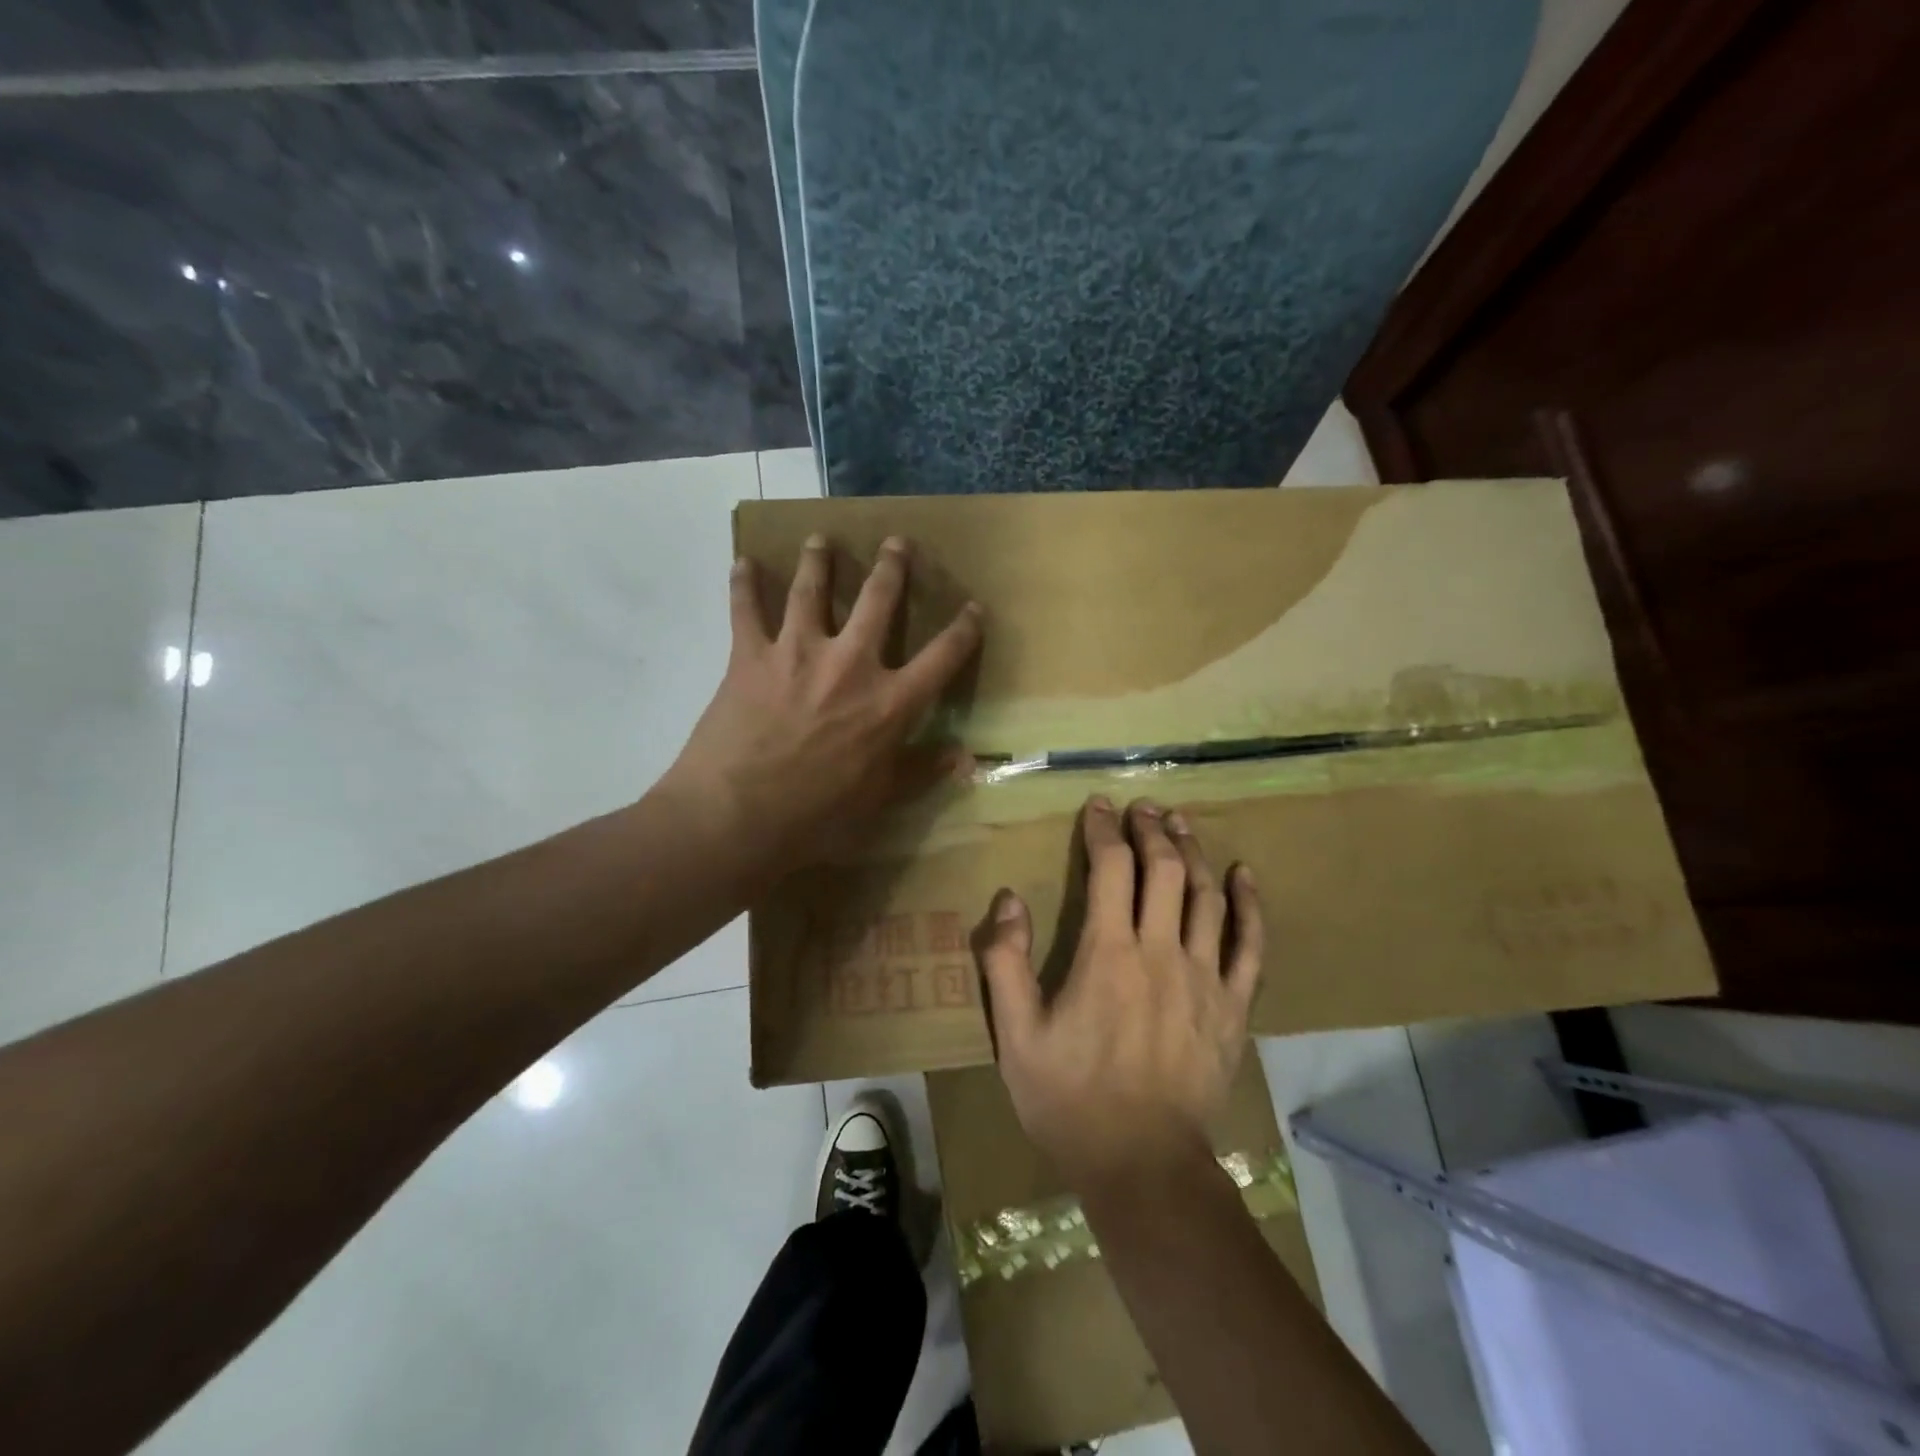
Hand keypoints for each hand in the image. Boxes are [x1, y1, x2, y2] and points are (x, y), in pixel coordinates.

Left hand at [665, 532, 982, 878]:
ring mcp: (798, 653)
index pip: (941, 657)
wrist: (737, 817)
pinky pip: (745, 609)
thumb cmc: (816, 817)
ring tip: (821, 539)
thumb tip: (966, 757)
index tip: (974, 608)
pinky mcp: (750, 656)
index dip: (963, 630)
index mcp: (889, 703)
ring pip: (812, 590)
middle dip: (892, 567)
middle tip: (897, 542)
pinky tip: (742, 561)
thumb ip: (921, 770)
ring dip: (819, 560)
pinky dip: (743, 583)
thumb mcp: (879, 799)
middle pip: (878, 600)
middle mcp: (850, 665)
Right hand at [976, 796, 1263, 1191]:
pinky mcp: (1233, 1008)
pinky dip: (1249, 905)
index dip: (1104, 829)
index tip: (1097, 806)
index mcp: (1108, 953)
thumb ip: (1005, 963)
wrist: (1142, 1165)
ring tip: (1181, 823)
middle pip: (1164, 869)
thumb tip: (1009, 899)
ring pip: (1206, 896)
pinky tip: (1244, 876)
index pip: (1111, 867)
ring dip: (1193, 852)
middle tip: (1142, 807)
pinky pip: (1251, 946)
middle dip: (1151, 829)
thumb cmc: (1070, 1099)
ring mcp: (1205, 979)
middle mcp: (1161, 952)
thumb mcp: (1016, 1036)